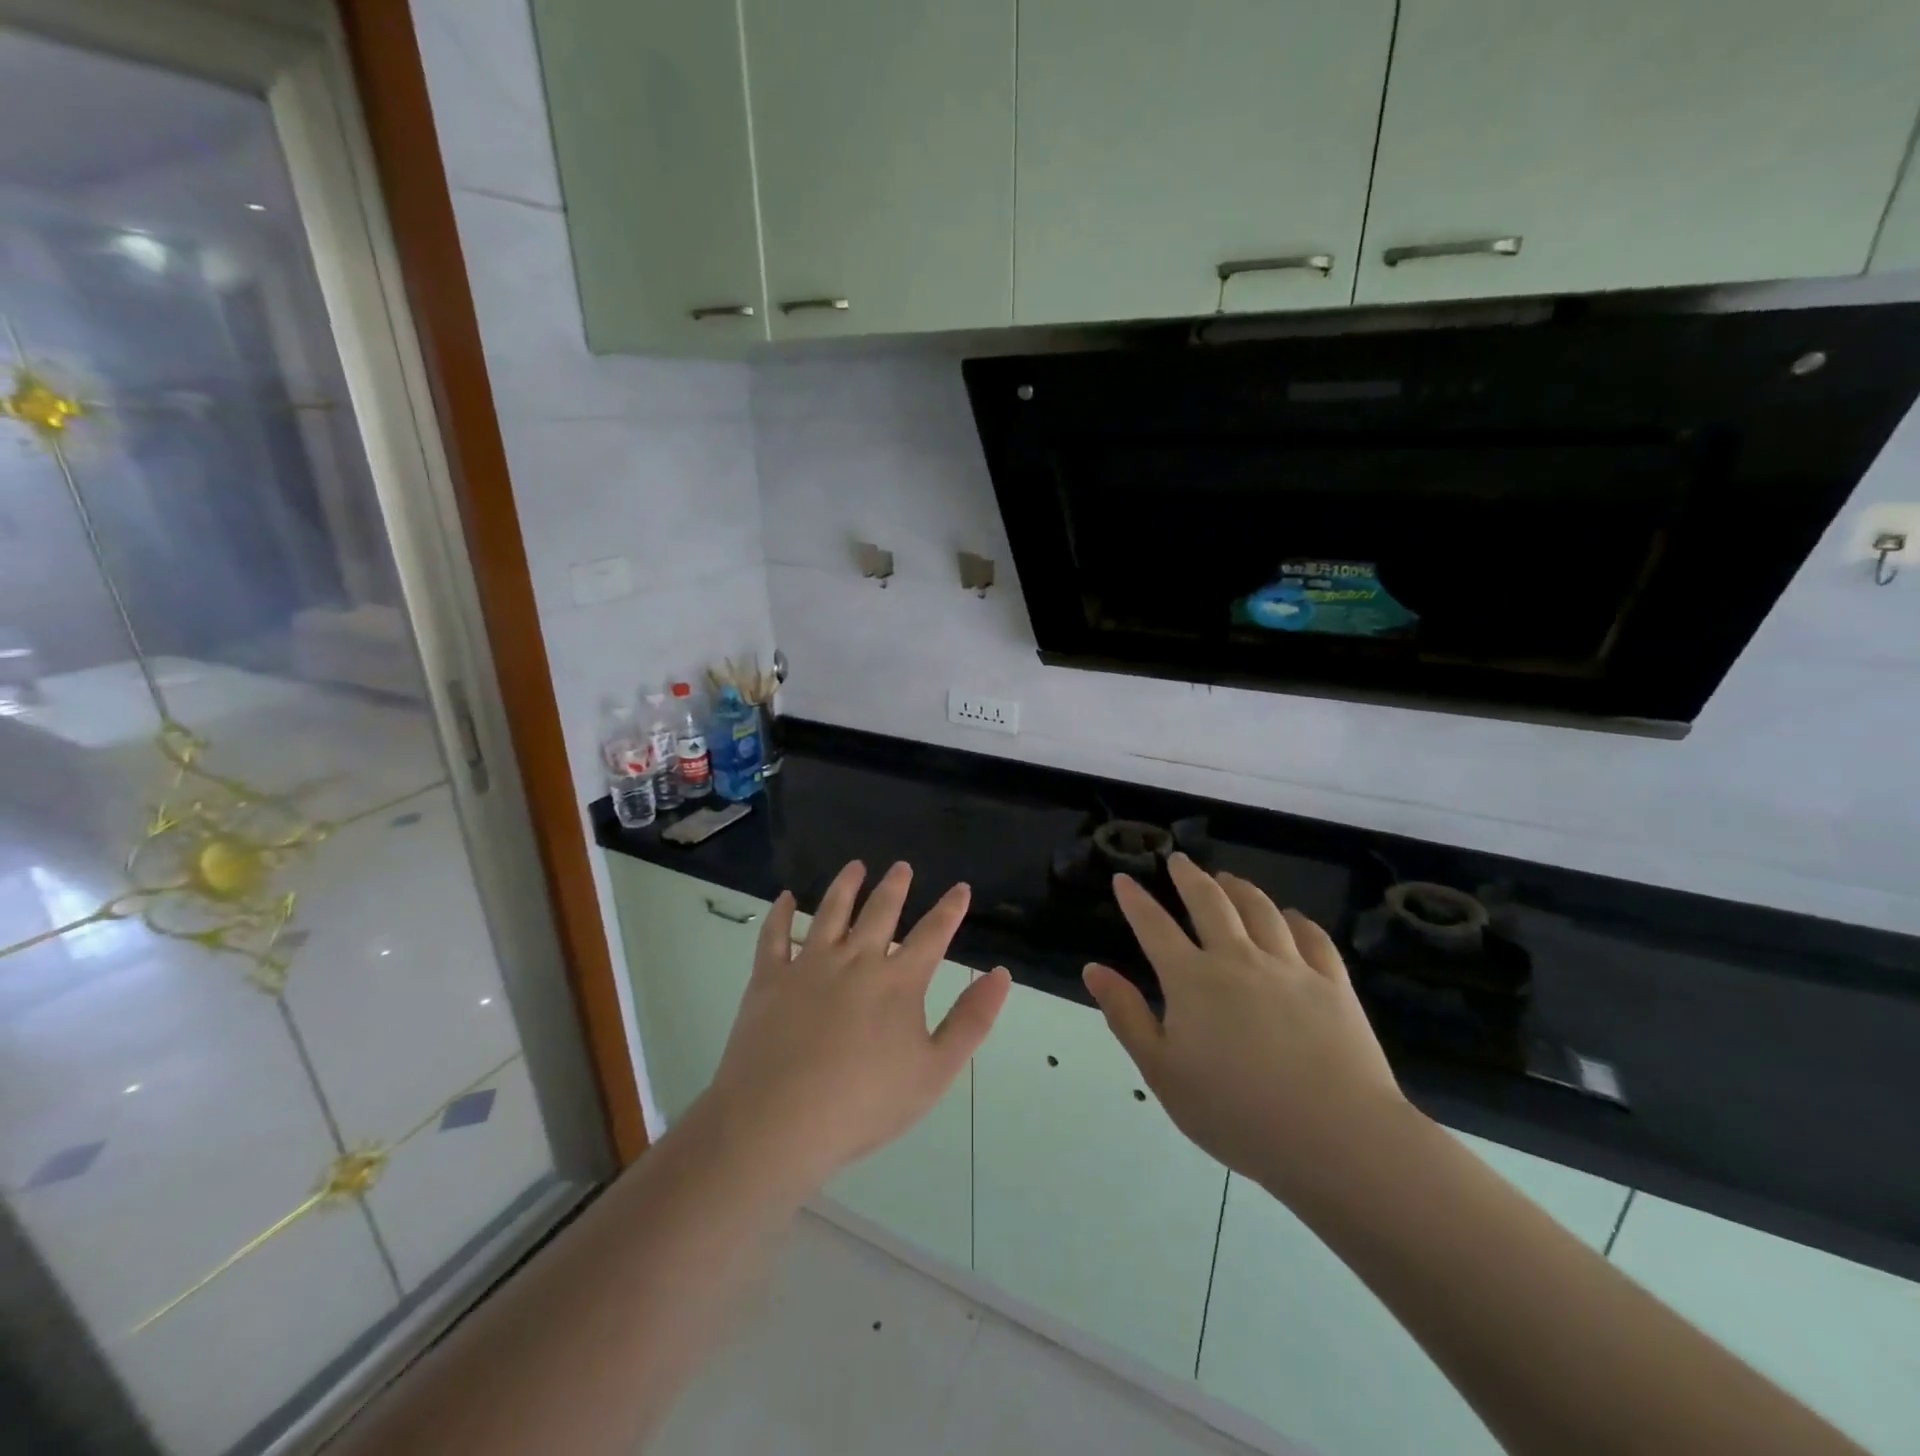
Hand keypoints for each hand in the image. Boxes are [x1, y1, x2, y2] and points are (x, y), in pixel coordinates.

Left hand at [702, 860, 1011, 1192]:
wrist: (779, 1121)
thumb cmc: (864, 1103)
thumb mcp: (934, 1070)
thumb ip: (971, 1020)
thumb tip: (1000, 974)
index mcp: (898, 981)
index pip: (932, 934)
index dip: (950, 909)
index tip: (960, 888)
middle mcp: (856, 959)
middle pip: (880, 911)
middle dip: (895, 886)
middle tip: (901, 866)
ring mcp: (809, 965)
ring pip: (831, 911)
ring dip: (845, 885)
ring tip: (855, 866)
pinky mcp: (770, 978)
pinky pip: (775, 936)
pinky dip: (780, 913)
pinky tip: (784, 897)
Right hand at [1083, 855, 1413, 1201]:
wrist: (1336, 1137)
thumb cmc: (1236, 1112)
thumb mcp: (1162, 1071)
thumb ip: (1126, 1015)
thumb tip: (1094, 969)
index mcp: (1192, 979)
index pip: (1154, 926)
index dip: (1136, 900)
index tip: (1124, 879)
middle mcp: (1238, 959)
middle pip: (1210, 903)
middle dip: (1190, 877)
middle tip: (1180, 861)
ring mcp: (1290, 967)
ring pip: (1261, 910)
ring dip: (1240, 889)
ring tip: (1229, 879)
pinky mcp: (1333, 985)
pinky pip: (1313, 938)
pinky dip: (1298, 920)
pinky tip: (1292, 917)